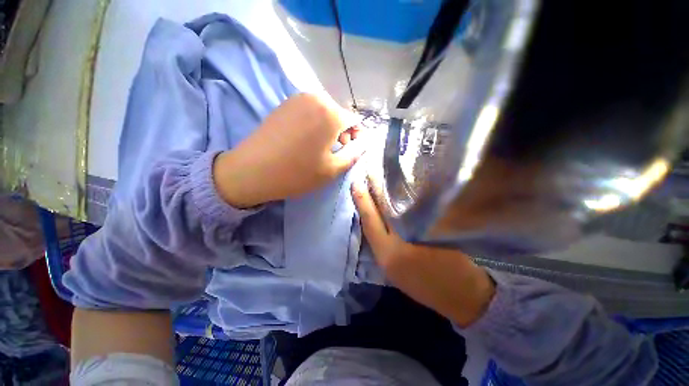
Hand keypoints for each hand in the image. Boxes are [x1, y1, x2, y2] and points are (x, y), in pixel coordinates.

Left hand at [214, 93, 365, 207]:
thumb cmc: (297, 173)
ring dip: (329, 128)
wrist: (252, 171)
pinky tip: (307, 140)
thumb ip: (355, 154)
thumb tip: (365, 143)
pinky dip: (315, 123)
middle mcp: (316, 98)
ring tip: (322, 147)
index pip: (355, 120)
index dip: (358, 136)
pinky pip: (310, 111)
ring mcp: (297, 98)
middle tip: (337, 151)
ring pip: (325, 112)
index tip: (352, 150)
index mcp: (330, 113)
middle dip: (343, 132)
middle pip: (340, 114)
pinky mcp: (285, 104)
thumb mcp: (333, 168)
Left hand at [351, 178, 495, 327]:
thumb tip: (405, 200)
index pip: (371, 220)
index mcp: (392, 252)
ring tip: (367, 196)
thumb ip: (417, 220)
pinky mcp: (394, 268)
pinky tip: (381, 216)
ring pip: (373, 234)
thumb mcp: (439, 239)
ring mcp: (388, 265)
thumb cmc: (459, 268)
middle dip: (363, 206)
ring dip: (370, 216)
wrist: (469, 301)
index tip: (355, 182)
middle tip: (358, 185)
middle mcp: (384, 258)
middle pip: (369, 226)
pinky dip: (378, 227)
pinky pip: (380, 242)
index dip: (362, 201)